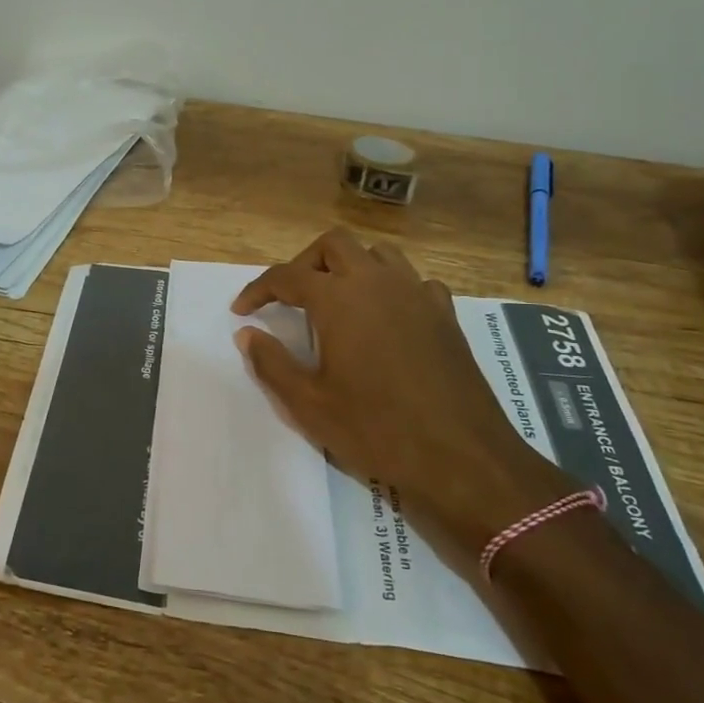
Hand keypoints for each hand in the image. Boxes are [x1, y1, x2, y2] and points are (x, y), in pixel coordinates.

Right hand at [232, 229, 579, 561]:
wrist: (461, 457)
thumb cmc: (376, 429)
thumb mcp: (308, 404)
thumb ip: (271, 363)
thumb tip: (247, 334)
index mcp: (338, 298)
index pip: (287, 276)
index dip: (258, 289)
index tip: (242, 311)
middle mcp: (377, 282)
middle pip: (334, 245)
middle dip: (305, 264)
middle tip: (290, 298)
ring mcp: (417, 294)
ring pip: (377, 254)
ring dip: (350, 267)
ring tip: (337, 300)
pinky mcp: (445, 315)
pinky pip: (413, 281)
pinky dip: (392, 288)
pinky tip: (386, 317)